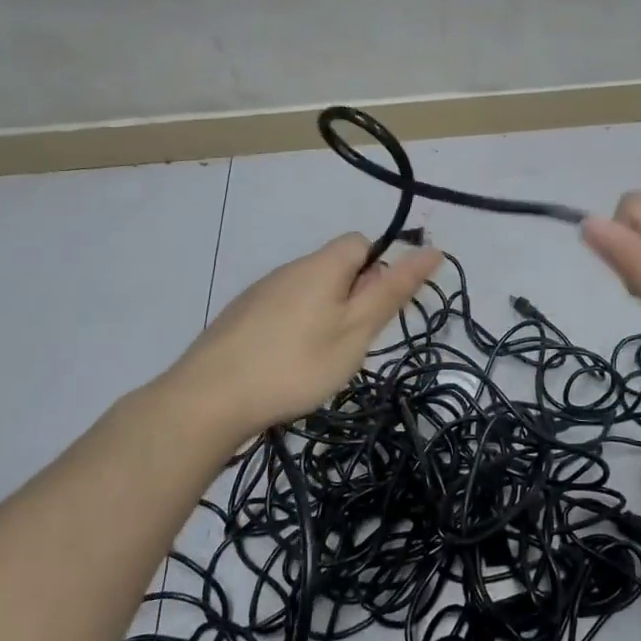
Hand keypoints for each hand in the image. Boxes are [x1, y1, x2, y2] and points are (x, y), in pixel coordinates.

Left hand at [147, 234, 442, 445]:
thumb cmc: (297, 362)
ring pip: (311, 293)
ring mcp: (261, 293)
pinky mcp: (241, 318)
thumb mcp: (357, 330)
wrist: (210, 398)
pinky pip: (285, 311)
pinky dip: (296, 331)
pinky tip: (288, 366)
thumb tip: (431, 250)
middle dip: (354, 299)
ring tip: (321, 362)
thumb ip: (393, 290)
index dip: (380, 269)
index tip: (377, 311)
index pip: (362, 242)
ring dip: (326, 317)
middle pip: (337, 269)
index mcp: (322, 265)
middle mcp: (290, 269)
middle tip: (352, 344)